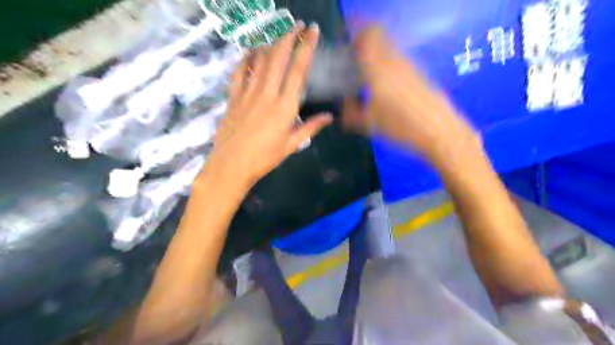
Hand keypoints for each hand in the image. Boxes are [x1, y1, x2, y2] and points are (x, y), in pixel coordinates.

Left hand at [202, 23, 330, 189]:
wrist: (231, 165)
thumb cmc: (264, 158)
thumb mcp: (291, 145)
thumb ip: (310, 128)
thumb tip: (329, 117)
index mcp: (285, 106)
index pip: (298, 70)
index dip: (306, 48)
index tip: (312, 32)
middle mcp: (267, 94)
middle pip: (278, 58)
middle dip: (289, 37)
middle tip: (297, 24)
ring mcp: (248, 93)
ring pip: (260, 61)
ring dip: (270, 43)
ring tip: (278, 34)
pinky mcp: (233, 97)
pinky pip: (239, 72)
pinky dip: (246, 58)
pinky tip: (251, 51)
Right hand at [342, 25, 480, 165]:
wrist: (439, 131)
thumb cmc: (400, 127)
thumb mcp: (370, 124)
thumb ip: (351, 113)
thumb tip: (344, 105)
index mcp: (377, 70)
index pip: (366, 36)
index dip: (354, 31)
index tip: (344, 39)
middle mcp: (393, 61)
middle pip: (377, 33)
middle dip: (363, 37)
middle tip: (353, 52)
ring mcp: (408, 64)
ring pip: (388, 44)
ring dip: (375, 48)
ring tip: (366, 66)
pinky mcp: (418, 72)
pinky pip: (398, 56)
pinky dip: (387, 58)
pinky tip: (384, 79)